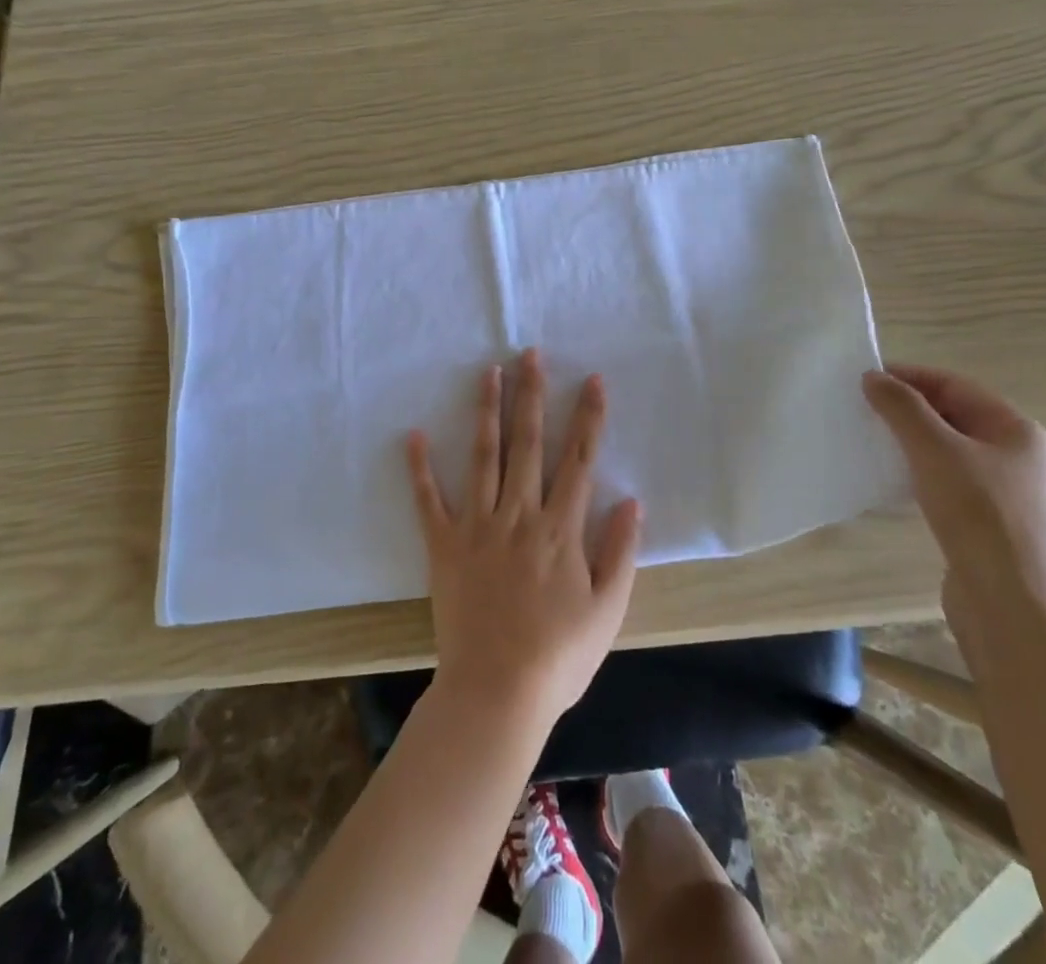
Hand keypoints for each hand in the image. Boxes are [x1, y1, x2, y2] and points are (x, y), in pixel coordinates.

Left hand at [407, 350, 641, 730]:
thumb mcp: (607, 609)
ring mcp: (478, 526)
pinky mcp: (445, 545)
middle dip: (530, 394)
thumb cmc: (559, 656)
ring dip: (486, 411)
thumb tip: (632, 500)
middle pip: (528, 443)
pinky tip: (413, 435)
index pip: (579, 460)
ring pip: (484, 456)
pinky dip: (420, 468)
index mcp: (560, 528)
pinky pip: (429, 500)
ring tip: (488, 371)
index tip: (591, 379)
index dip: (588, 417)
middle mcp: (519, 514)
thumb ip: (620, 552)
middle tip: (528, 352)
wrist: (496, 692)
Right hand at [862, 364, 1045, 633]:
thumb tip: (873, 377)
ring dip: (909, 442)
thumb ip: (902, 409)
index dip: (909, 376)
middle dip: (907, 409)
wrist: (1020, 612)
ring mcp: (1006, 494)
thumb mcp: (936, 451)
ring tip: (868, 441)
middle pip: (954, 416)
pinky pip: (947, 483)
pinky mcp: (989, 526)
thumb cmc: (982, 518)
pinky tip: (891, 482)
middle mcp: (1018, 457)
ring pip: (949, 451)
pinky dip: (918, 473)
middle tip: (859, 409)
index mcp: (1017, 431)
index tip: (862, 378)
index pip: (955, 385)